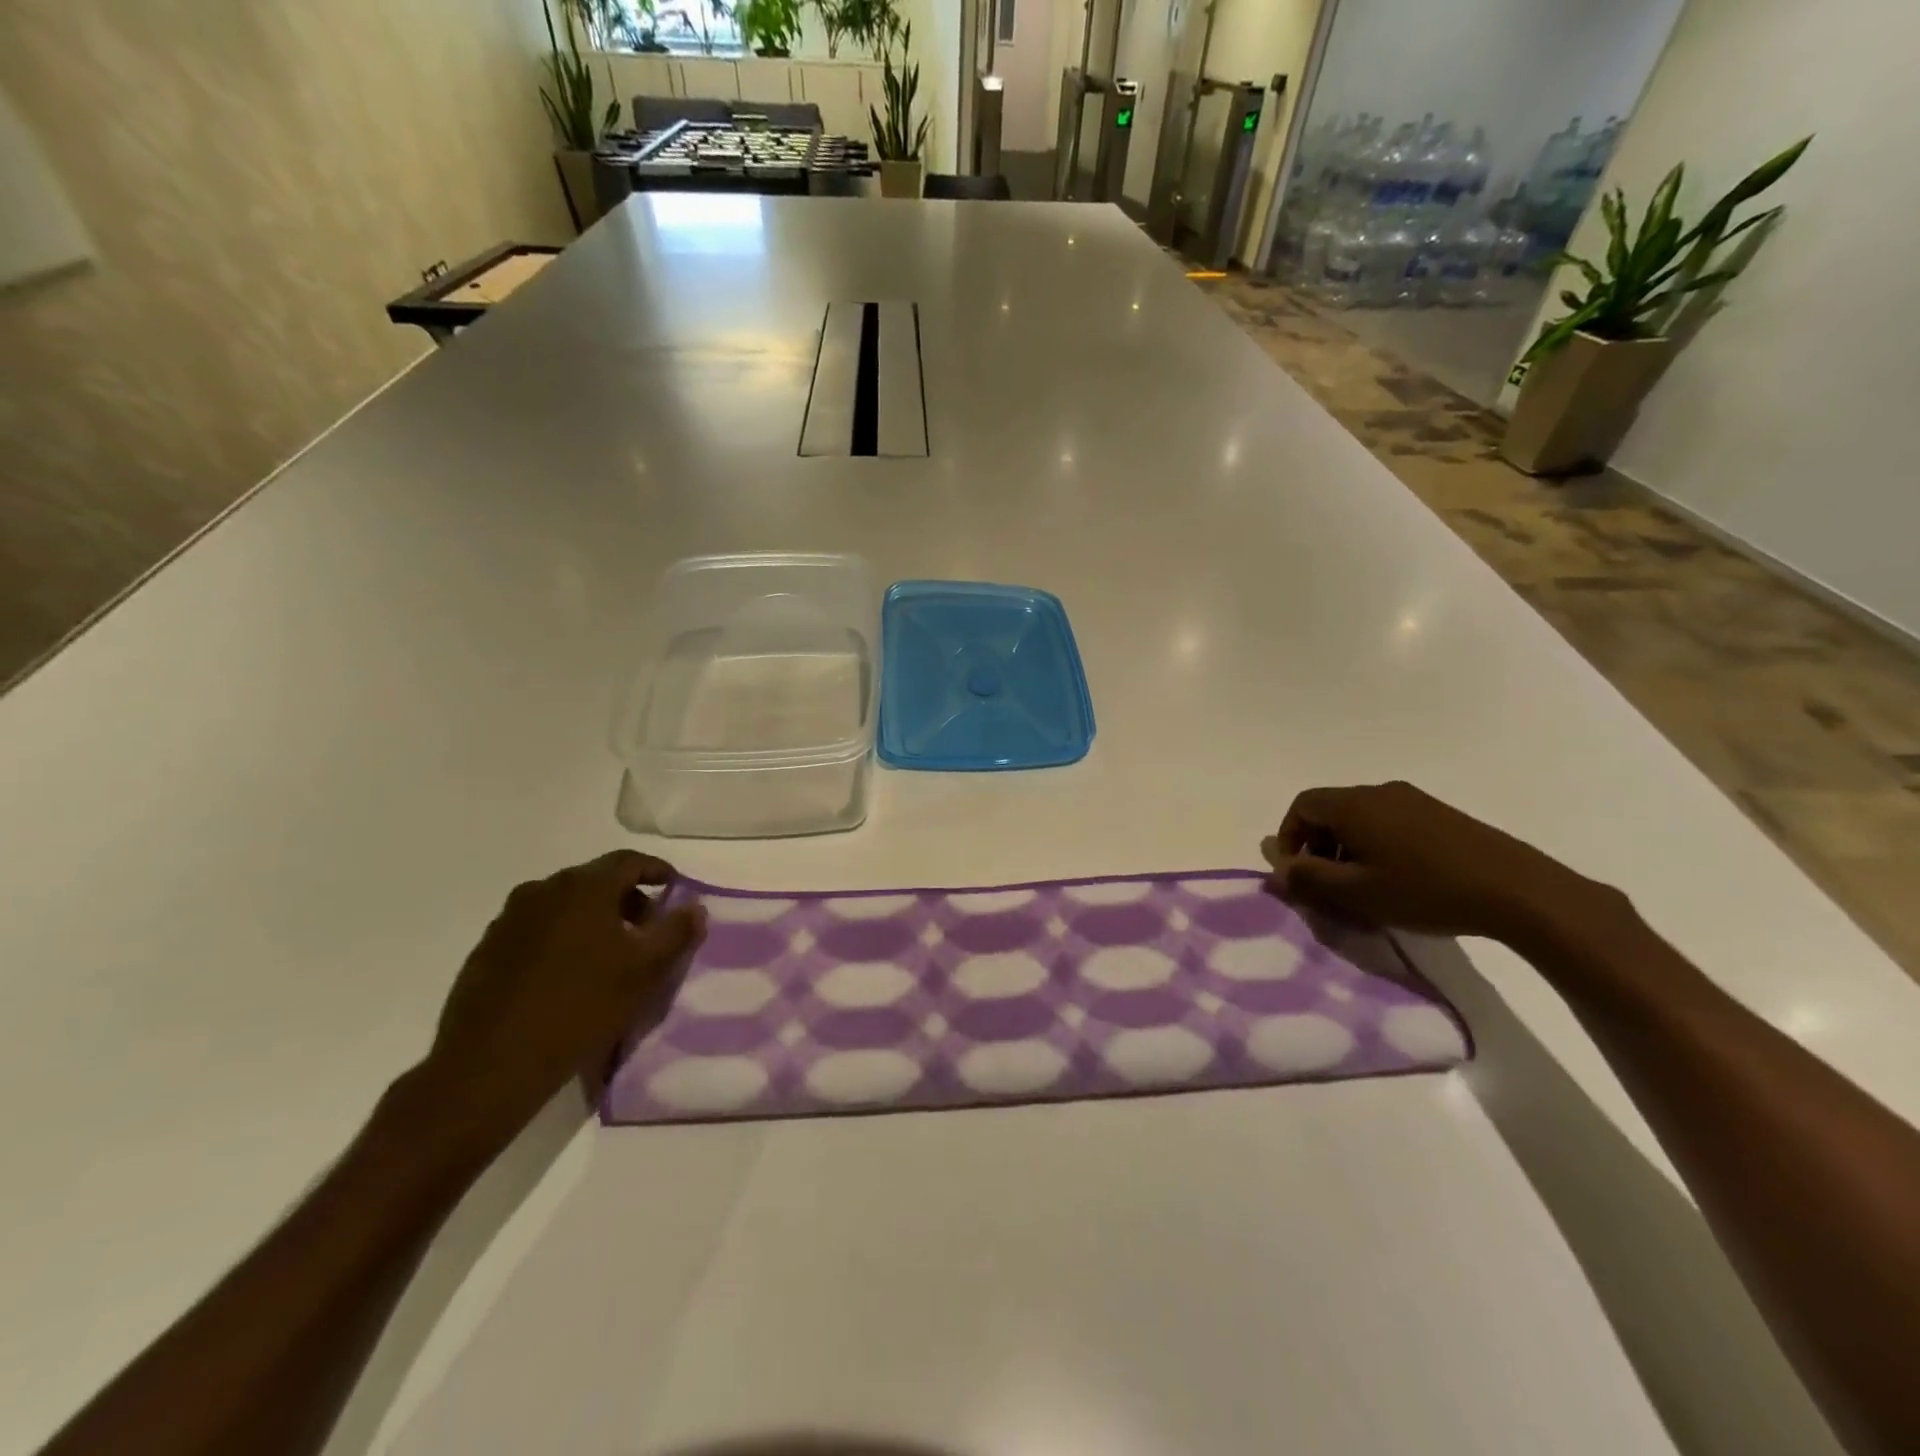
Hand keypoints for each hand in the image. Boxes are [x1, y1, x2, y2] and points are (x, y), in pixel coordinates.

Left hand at [420, 851, 706, 1147]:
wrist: (490, 1065)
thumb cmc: (581, 1007)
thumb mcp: (646, 971)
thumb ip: (677, 932)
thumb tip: (695, 907)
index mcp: (583, 887)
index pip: (628, 861)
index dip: (656, 870)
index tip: (673, 887)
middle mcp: (543, 890)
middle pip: (595, 881)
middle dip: (626, 899)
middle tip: (646, 929)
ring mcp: (509, 919)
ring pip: (564, 906)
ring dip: (592, 919)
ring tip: (609, 955)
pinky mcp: (487, 950)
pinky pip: (536, 930)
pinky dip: (561, 939)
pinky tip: (568, 975)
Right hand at [1263, 781, 1623, 947]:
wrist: (1518, 891)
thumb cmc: (1425, 890)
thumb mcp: (1357, 893)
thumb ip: (1310, 879)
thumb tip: (1280, 869)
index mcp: (1355, 804)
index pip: (1302, 805)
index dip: (1289, 836)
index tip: (1297, 872)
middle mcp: (1380, 792)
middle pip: (1331, 810)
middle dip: (1318, 845)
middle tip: (1327, 884)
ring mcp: (1414, 800)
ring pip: (1361, 817)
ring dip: (1348, 848)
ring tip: (1363, 886)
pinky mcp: (1441, 815)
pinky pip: (1390, 822)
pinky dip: (1377, 845)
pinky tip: (1398, 879)